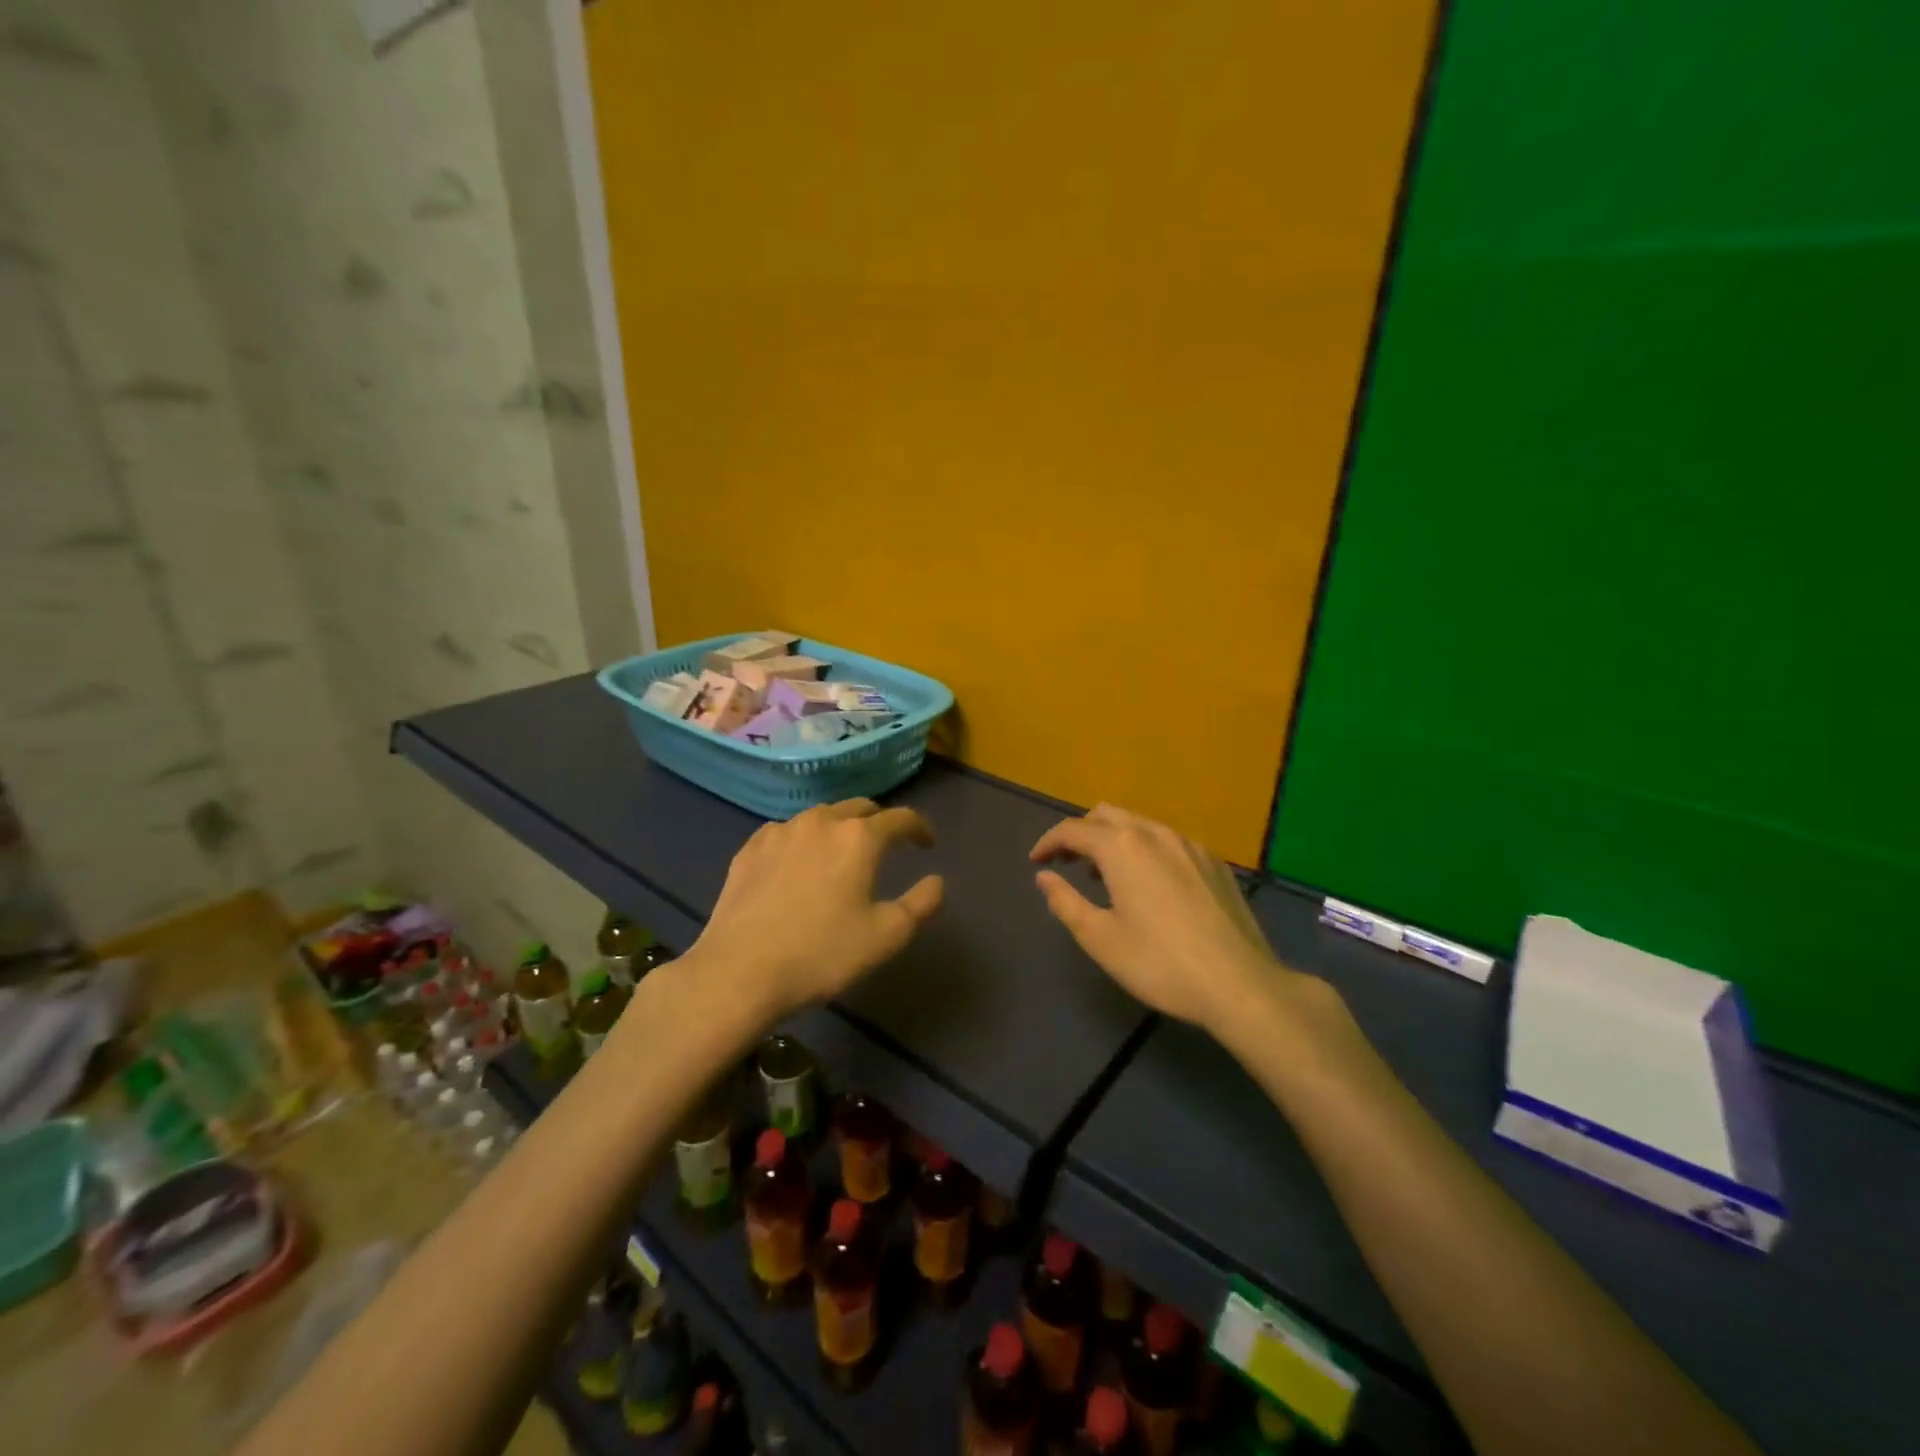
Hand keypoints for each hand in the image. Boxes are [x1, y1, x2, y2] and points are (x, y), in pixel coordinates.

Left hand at [691, 799, 943, 1022]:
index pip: (900, 818)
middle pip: (859, 808)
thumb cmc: (822, 954)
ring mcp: (780, 831)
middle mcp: (821, 821)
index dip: (919, 828)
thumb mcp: (886, 936)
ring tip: (841, 855)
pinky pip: (786, 833)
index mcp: (859, 837)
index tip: (927, 843)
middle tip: (886, 845)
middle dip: (878, 822)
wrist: (739, 972)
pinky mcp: (750, 848)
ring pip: (820, 817)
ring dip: (839, 829)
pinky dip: (803, 841)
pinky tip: (798, 864)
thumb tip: (936, 881)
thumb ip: (921, 904)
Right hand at [1031, 804, 1302, 1035]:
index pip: (1073, 829)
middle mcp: (1155, 834)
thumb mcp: (1100, 939)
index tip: (1036, 861)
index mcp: (1122, 848)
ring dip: (1113, 839)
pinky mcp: (1214, 862)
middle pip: (1106, 815)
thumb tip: (1045, 877)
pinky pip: (1168, 841)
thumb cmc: (1160, 964)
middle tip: (1066, 863)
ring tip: (1103, 874)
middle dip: (1081, 833)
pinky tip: (1149, 884)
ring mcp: (1190, 845)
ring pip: (1140, 824)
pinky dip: (1145, 849)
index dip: (1048, 842)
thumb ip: (1065, 902)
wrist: (1240, 984)